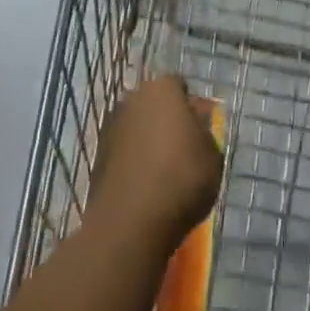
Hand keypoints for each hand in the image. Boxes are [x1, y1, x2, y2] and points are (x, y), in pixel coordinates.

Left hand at [87, 76, 223, 255]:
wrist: (130, 223)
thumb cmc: (181, 179)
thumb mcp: (213, 155)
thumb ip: (205, 132)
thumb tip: (195, 123)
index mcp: (163, 89)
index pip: (179, 87)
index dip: (191, 107)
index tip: (199, 130)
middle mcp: (133, 99)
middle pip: (155, 104)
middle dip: (167, 120)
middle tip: (183, 149)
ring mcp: (111, 127)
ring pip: (137, 127)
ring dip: (148, 141)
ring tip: (163, 172)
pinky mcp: (97, 156)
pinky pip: (123, 151)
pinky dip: (133, 162)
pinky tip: (145, 186)